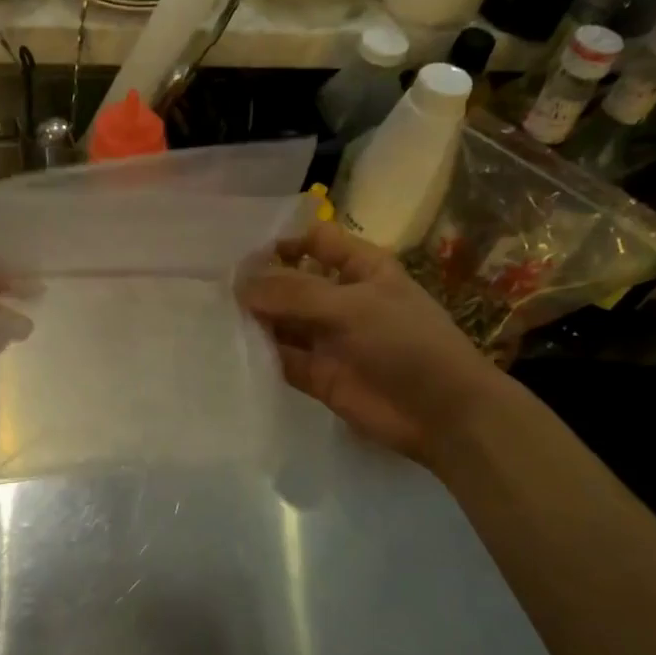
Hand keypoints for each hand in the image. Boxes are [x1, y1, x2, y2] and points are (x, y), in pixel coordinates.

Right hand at [237, 222, 506, 465]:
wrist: (442, 413)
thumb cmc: (406, 343)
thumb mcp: (352, 305)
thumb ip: (294, 293)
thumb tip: (240, 284)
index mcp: (361, 268)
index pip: (316, 241)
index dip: (282, 242)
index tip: (241, 254)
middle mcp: (340, 298)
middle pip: (291, 281)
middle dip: (259, 282)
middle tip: (213, 287)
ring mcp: (328, 338)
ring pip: (282, 321)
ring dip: (254, 318)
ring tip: (212, 315)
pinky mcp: (317, 375)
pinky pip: (282, 358)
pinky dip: (259, 354)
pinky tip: (229, 348)